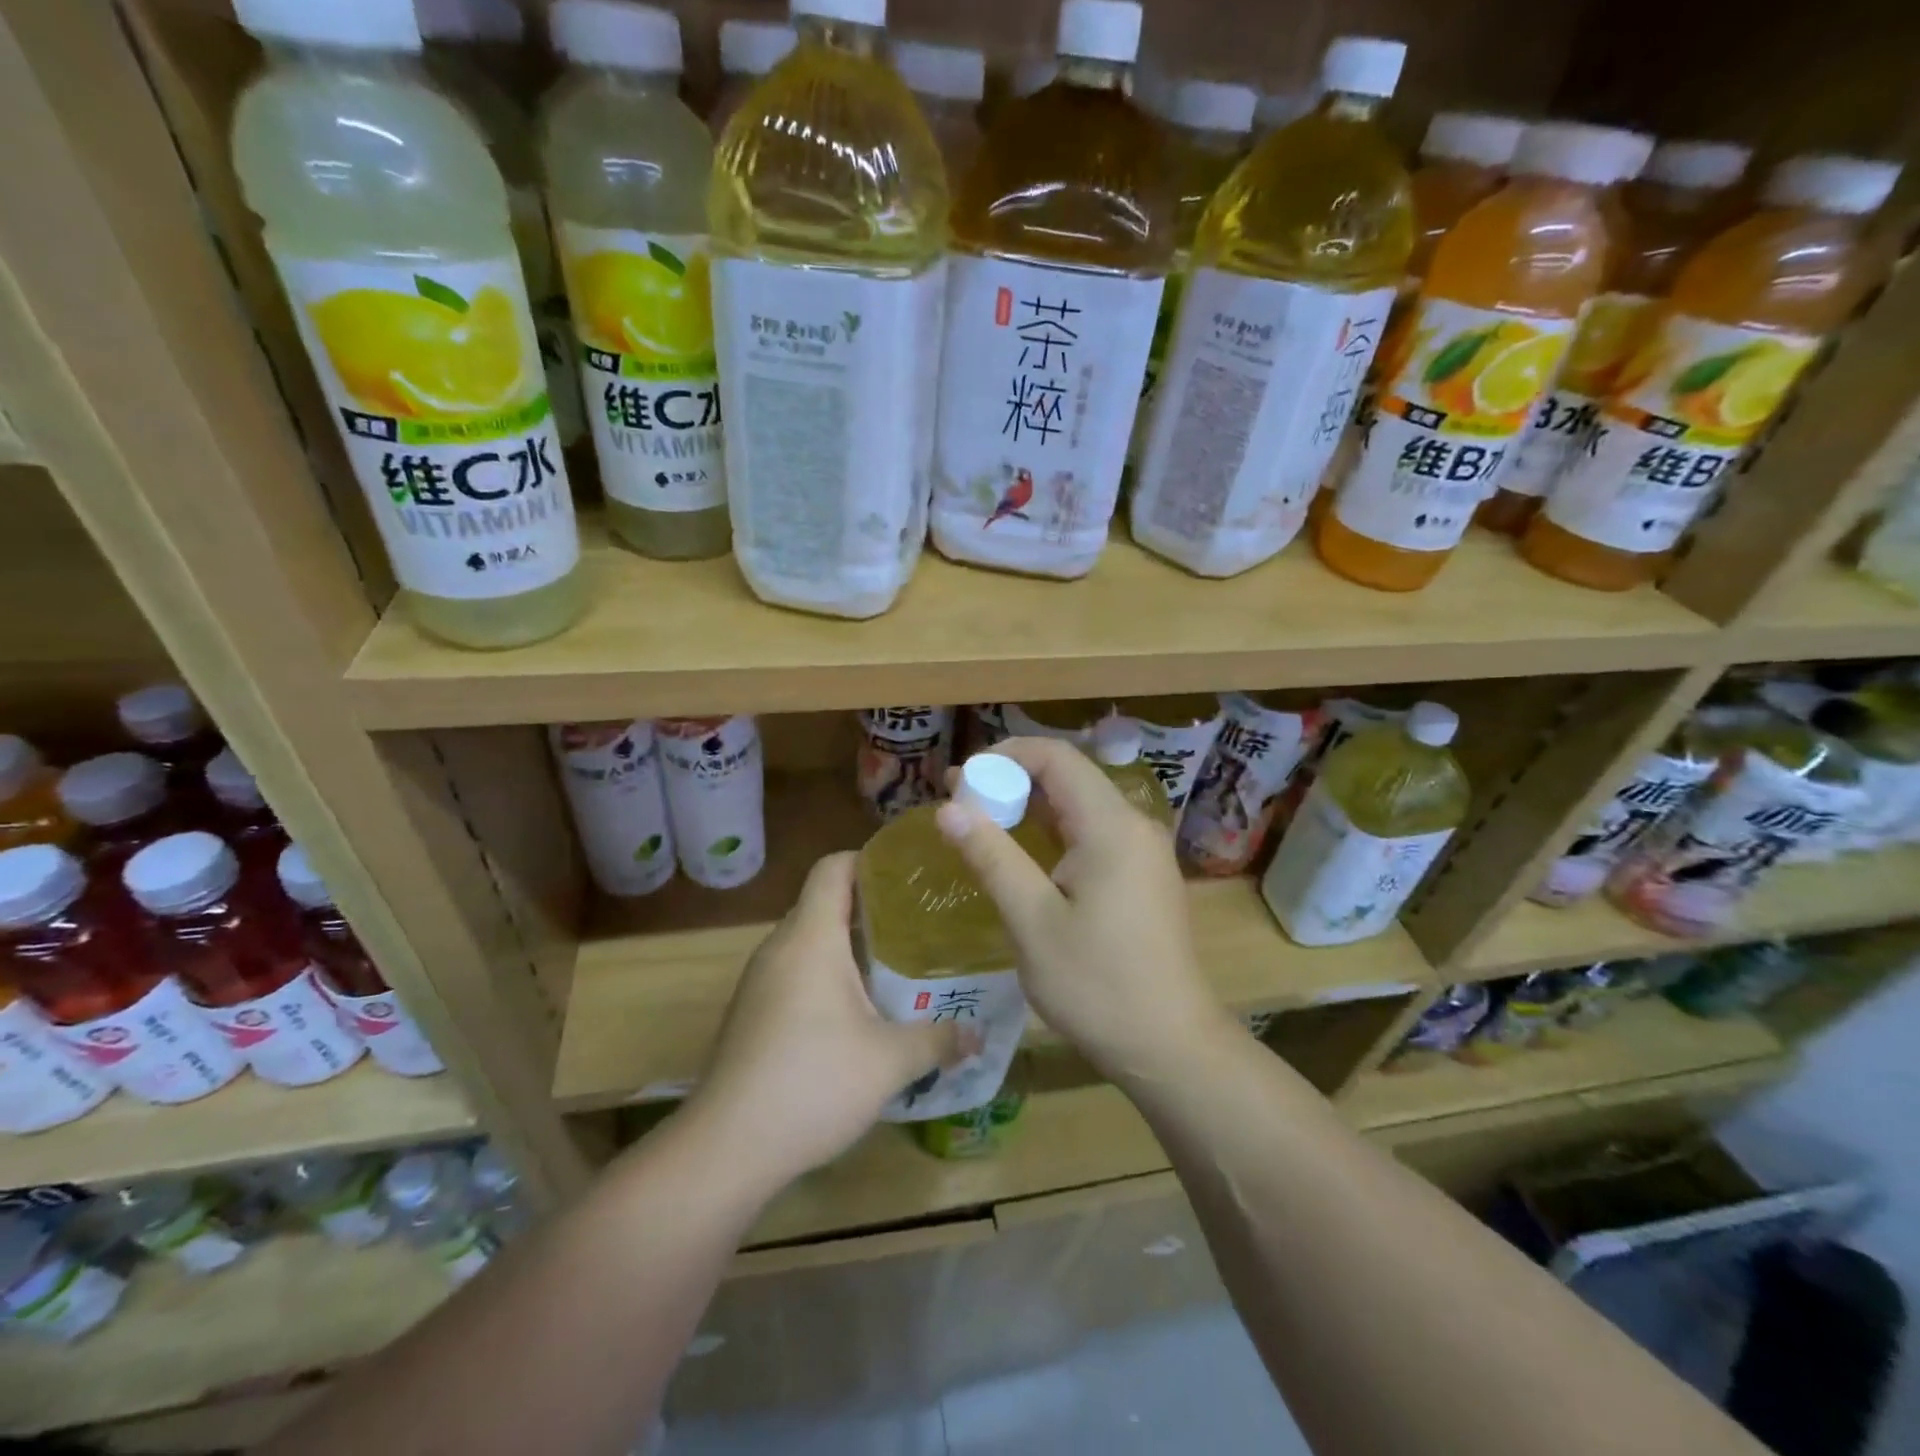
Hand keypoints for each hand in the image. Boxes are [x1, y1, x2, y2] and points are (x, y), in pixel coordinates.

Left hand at [685, 852, 962, 1191]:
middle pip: (825, 901)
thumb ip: (939, 1040)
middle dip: (873, 906)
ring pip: (811, 940)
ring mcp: (761, 980)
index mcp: (811, 937)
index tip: (912, 875)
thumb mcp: (890, 1061)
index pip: (834, 867)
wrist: (725, 1149)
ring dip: (851, 945)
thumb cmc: (812, 1084)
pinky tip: (860, 1009)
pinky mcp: (752, 1012)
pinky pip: (797, 971)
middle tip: (921, 922)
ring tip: (899, 962)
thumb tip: (979, 1035)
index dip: (872, 860)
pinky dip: (829, 974)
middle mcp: (780, 947)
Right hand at [936, 737, 1232, 1084]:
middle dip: (1012, 780)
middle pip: (1069, 777)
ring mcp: (1143, 852)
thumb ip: (992, 856)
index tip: (962, 780)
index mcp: (1111, 826)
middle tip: (961, 802)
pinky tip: (1024, 854)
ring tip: (981, 822)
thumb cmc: (1097, 985)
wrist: (1169, 1046)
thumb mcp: (1032, 922)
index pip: (1056, 757)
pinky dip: (1054, 833)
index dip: (1005, 755)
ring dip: (1031, 807)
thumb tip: (948, 808)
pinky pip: (1093, 834)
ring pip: (1080, 806)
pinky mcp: (1142, 876)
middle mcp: (1133, 826)